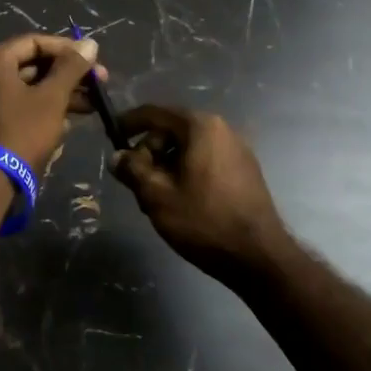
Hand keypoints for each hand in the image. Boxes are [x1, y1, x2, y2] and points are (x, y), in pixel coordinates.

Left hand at [0, 33, 103, 175]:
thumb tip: (90, 43)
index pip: (35, 42)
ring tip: (91, 106)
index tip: (94, 61)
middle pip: (31, 64)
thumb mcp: (51, 98)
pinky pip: (16, 104)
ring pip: (26, 86)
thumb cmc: (21, 133)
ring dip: (58, 94)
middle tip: (99, 84)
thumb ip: (71, 68)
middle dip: (67, 75)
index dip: (68, 50)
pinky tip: (68, 119)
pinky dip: (40, 107)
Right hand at [111, 105, 292, 284]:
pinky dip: (186, 172)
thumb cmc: (204, 221)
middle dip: (149, 152)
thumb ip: (132, 169)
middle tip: (135, 182)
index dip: (128, 123)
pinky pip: (205, 161)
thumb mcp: (157, 195)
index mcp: (200, 127)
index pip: (154, 113)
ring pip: (187, 148)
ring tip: (156, 198)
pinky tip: (180, 201)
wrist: (259, 258)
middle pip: (171, 130)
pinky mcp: (245, 171)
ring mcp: (237, 150)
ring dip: (166, 166)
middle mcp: (222, 130)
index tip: (110, 137)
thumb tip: (117, 157)